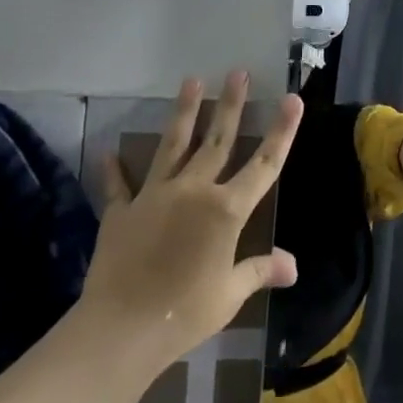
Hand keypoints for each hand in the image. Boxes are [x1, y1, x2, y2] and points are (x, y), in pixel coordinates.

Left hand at [84, 71, 300, 364]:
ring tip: (192, 82)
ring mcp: (155, 196)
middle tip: (236, 73)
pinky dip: (116, 169)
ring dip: (184, 113)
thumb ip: (259, 270)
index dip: (281, 131)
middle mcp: (193, 192)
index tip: (292, 99)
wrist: (120, 329)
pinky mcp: (122, 211)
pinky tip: (110, 151)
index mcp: (226, 210)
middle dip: (230, 105)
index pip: (263, 164)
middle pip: (217, 141)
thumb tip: (292, 267)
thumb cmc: (185, 313)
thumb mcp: (230, 293)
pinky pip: (120, 185)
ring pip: (173, 145)